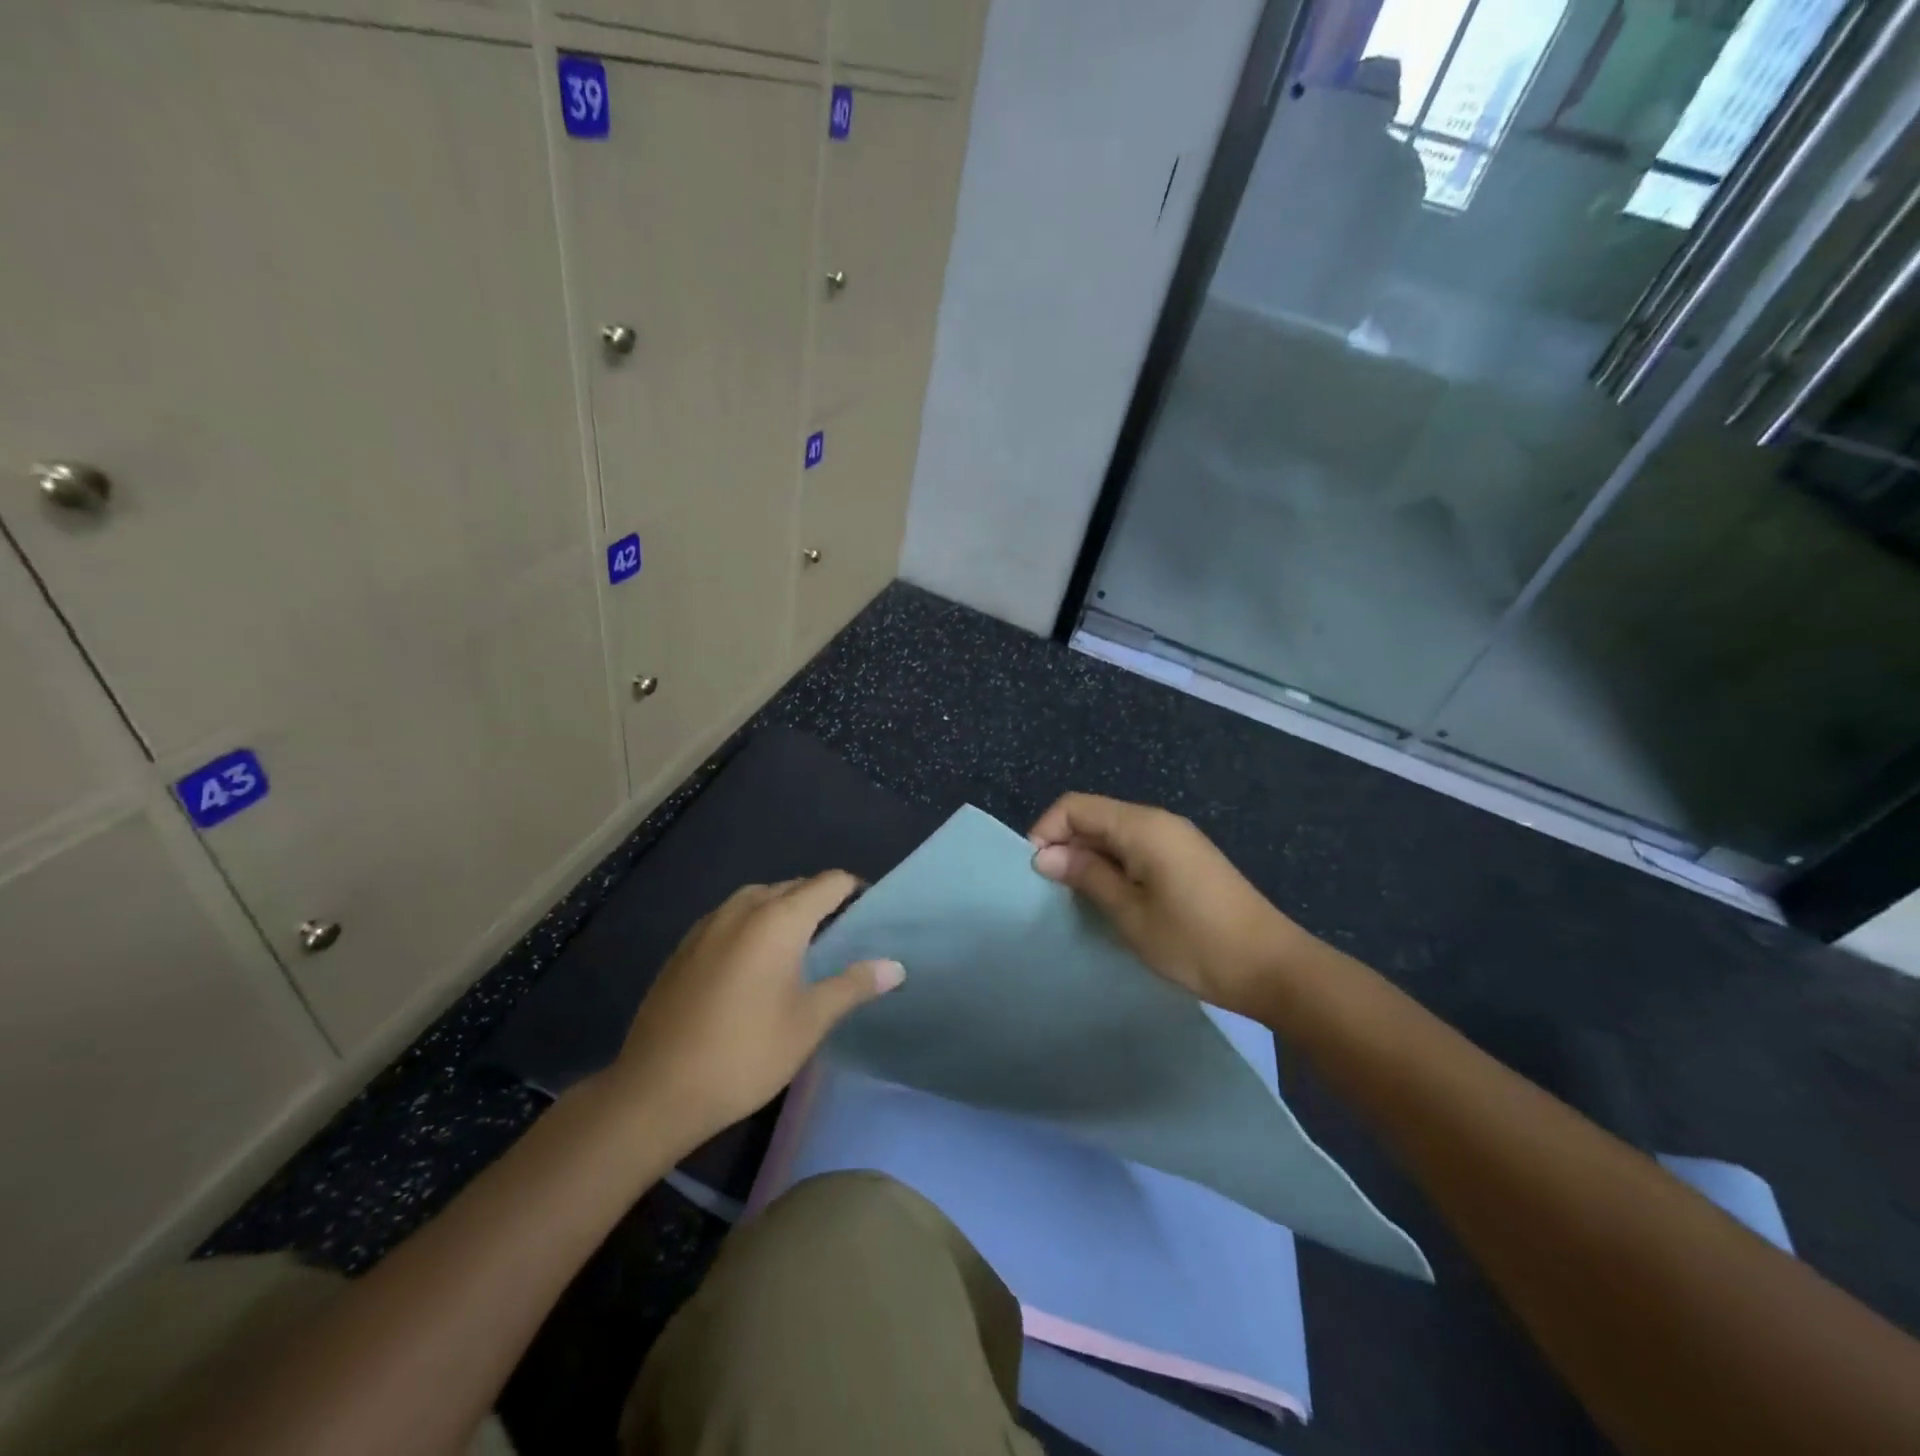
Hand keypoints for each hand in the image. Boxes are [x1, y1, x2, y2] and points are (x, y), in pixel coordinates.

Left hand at [613, 873, 903, 1142]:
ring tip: (800, 946)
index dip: (854, 890)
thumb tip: (895, 966)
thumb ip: (853, 985)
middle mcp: (742, 909)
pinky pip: (730, 918)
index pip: (828, 883)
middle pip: (792, 887)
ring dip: (784, 909)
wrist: (656, 1090)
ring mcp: (707, 926)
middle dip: (820, 900)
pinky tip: (754, 963)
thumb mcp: (808, 1023)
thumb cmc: (744, 1054)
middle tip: (841, 935)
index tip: (870, 914)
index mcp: (777, 920)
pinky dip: (752, 924)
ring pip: (758, 898)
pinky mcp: (684, 947)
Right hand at [1029, 794, 1311, 1017]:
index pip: (1075, 806)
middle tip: (1053, 893)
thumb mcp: (1131, 914)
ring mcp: (1176, 839)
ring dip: (1089, 858)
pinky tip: (1112, 899)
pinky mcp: (1187, 859)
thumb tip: (1044, 855)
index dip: (1046, 831)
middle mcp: (1159, 821)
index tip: (1036, 873)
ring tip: (1078, 899)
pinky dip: (1114, 866)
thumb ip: (1087, 876)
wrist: (1274, 968)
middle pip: (1095, 816)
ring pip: (1114, 834)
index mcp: (1142, 826)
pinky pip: (1136, 848)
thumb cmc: (1195, 942)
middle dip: (1066, 845)